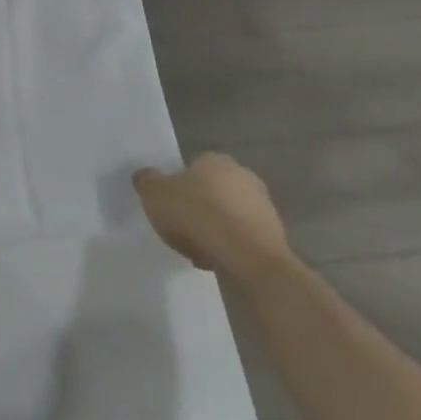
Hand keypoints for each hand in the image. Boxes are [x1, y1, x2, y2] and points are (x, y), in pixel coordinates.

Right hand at [133, 152, 294, 283]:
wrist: (249, 258)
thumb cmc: (198, 216)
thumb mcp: (155, 194)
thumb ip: (146, 181)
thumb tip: (145, 176)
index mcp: (215, 160)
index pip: (191, 167)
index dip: (178, 186)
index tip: (169, 206)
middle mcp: (243, 176)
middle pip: (211, 190)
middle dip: (198, 207)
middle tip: (181, 227)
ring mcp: (263, 205)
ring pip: (227, 215)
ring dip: (214, 228)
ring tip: (197, 249)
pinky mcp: (275, 234)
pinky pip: (242, 237)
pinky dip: (230, 246)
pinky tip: (216, 259)